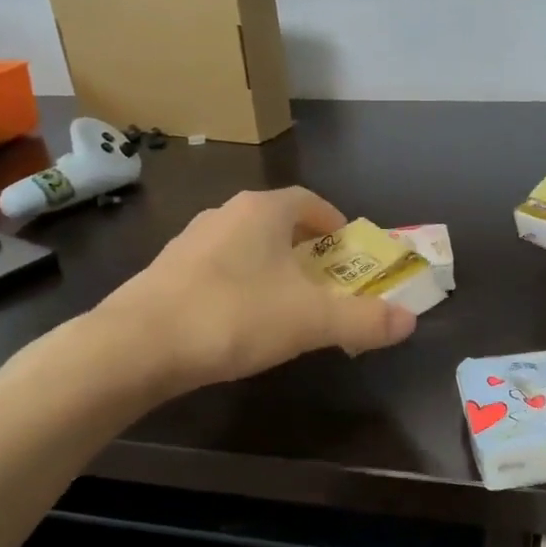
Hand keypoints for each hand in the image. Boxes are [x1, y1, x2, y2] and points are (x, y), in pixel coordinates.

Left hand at [99, 187, 416, 392]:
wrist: (136, 346)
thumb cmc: (234, 317)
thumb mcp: (311, 321)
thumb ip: (364, 320)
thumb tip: (409, 321)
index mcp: (262, 211)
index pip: (308, 200)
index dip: (333, 221)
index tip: (346, 249)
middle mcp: (225, 214)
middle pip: (277, 222)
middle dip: (305, 248)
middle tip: (324, 281)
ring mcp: (189, 240)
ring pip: (244, 245)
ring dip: (270, 266)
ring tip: (284, 303)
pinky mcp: (165, 271)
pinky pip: (217, 268)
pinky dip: (238, 284)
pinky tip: (238, 320)